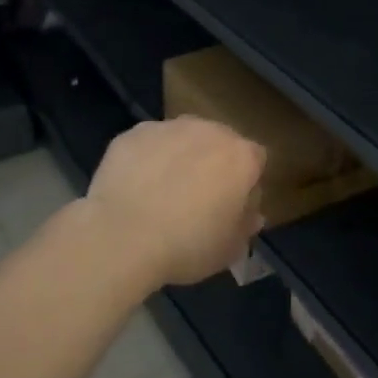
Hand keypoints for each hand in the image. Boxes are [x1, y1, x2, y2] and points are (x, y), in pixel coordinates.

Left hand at [84, 117, 266, 288]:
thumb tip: (252, 215)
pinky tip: (135, 186)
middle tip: (197, 197)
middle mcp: (210, 131)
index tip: (232, 205)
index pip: (256, 160)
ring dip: (180, 156)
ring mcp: (170, 128)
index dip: (246, 182)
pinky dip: (147, 158)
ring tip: (162, 191)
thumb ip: (245, 227)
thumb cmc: (186, 245)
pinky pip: (149, 143)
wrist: (121, 236)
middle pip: (220, 142)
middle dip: (213, 163)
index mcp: (241, 156)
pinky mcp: (134, 132)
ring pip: (183, 138)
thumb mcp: (228, 250)